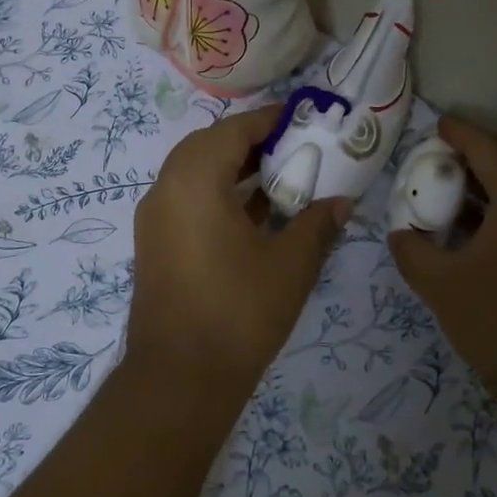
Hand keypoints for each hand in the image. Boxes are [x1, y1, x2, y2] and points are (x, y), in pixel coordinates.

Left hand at [128, 105, 348, 395]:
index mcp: (193, 181)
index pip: (232, 131)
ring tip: (280, 178)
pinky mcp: (155, 246)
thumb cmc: (239, 311)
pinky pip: (187, 202)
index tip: (302, 119)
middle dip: (250, 143)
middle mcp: (165, 191)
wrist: (180, 378)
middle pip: (207, 147)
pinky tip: (255, 215)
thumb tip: (342, 203)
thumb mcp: (291, 264)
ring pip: (194, 176)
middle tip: (292, 148)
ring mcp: (154, 220)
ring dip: (233, 170)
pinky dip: (218, 197)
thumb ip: (317, 224)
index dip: (268, 120)